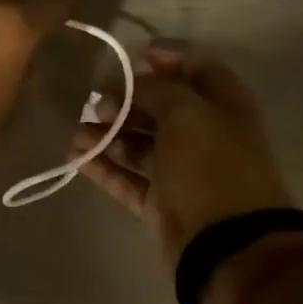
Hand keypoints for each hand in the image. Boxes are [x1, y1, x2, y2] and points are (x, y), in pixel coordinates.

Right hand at [72, 43, 294, 267]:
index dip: (166, 58)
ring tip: (76, 130)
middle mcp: (205, 134)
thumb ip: (155, 90)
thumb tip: (129, 84)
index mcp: (225, 105)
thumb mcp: (186, 113)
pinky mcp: (159, 202)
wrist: (228, 246)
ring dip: (107, 133)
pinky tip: (75, 156)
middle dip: (126, 99)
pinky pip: (127, 177)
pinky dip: (103, 166)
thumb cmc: (211, 166)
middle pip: (161, 106)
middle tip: (94, 98)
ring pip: (139, 143)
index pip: (197, 69)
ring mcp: (181, 171)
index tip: (130, 57)